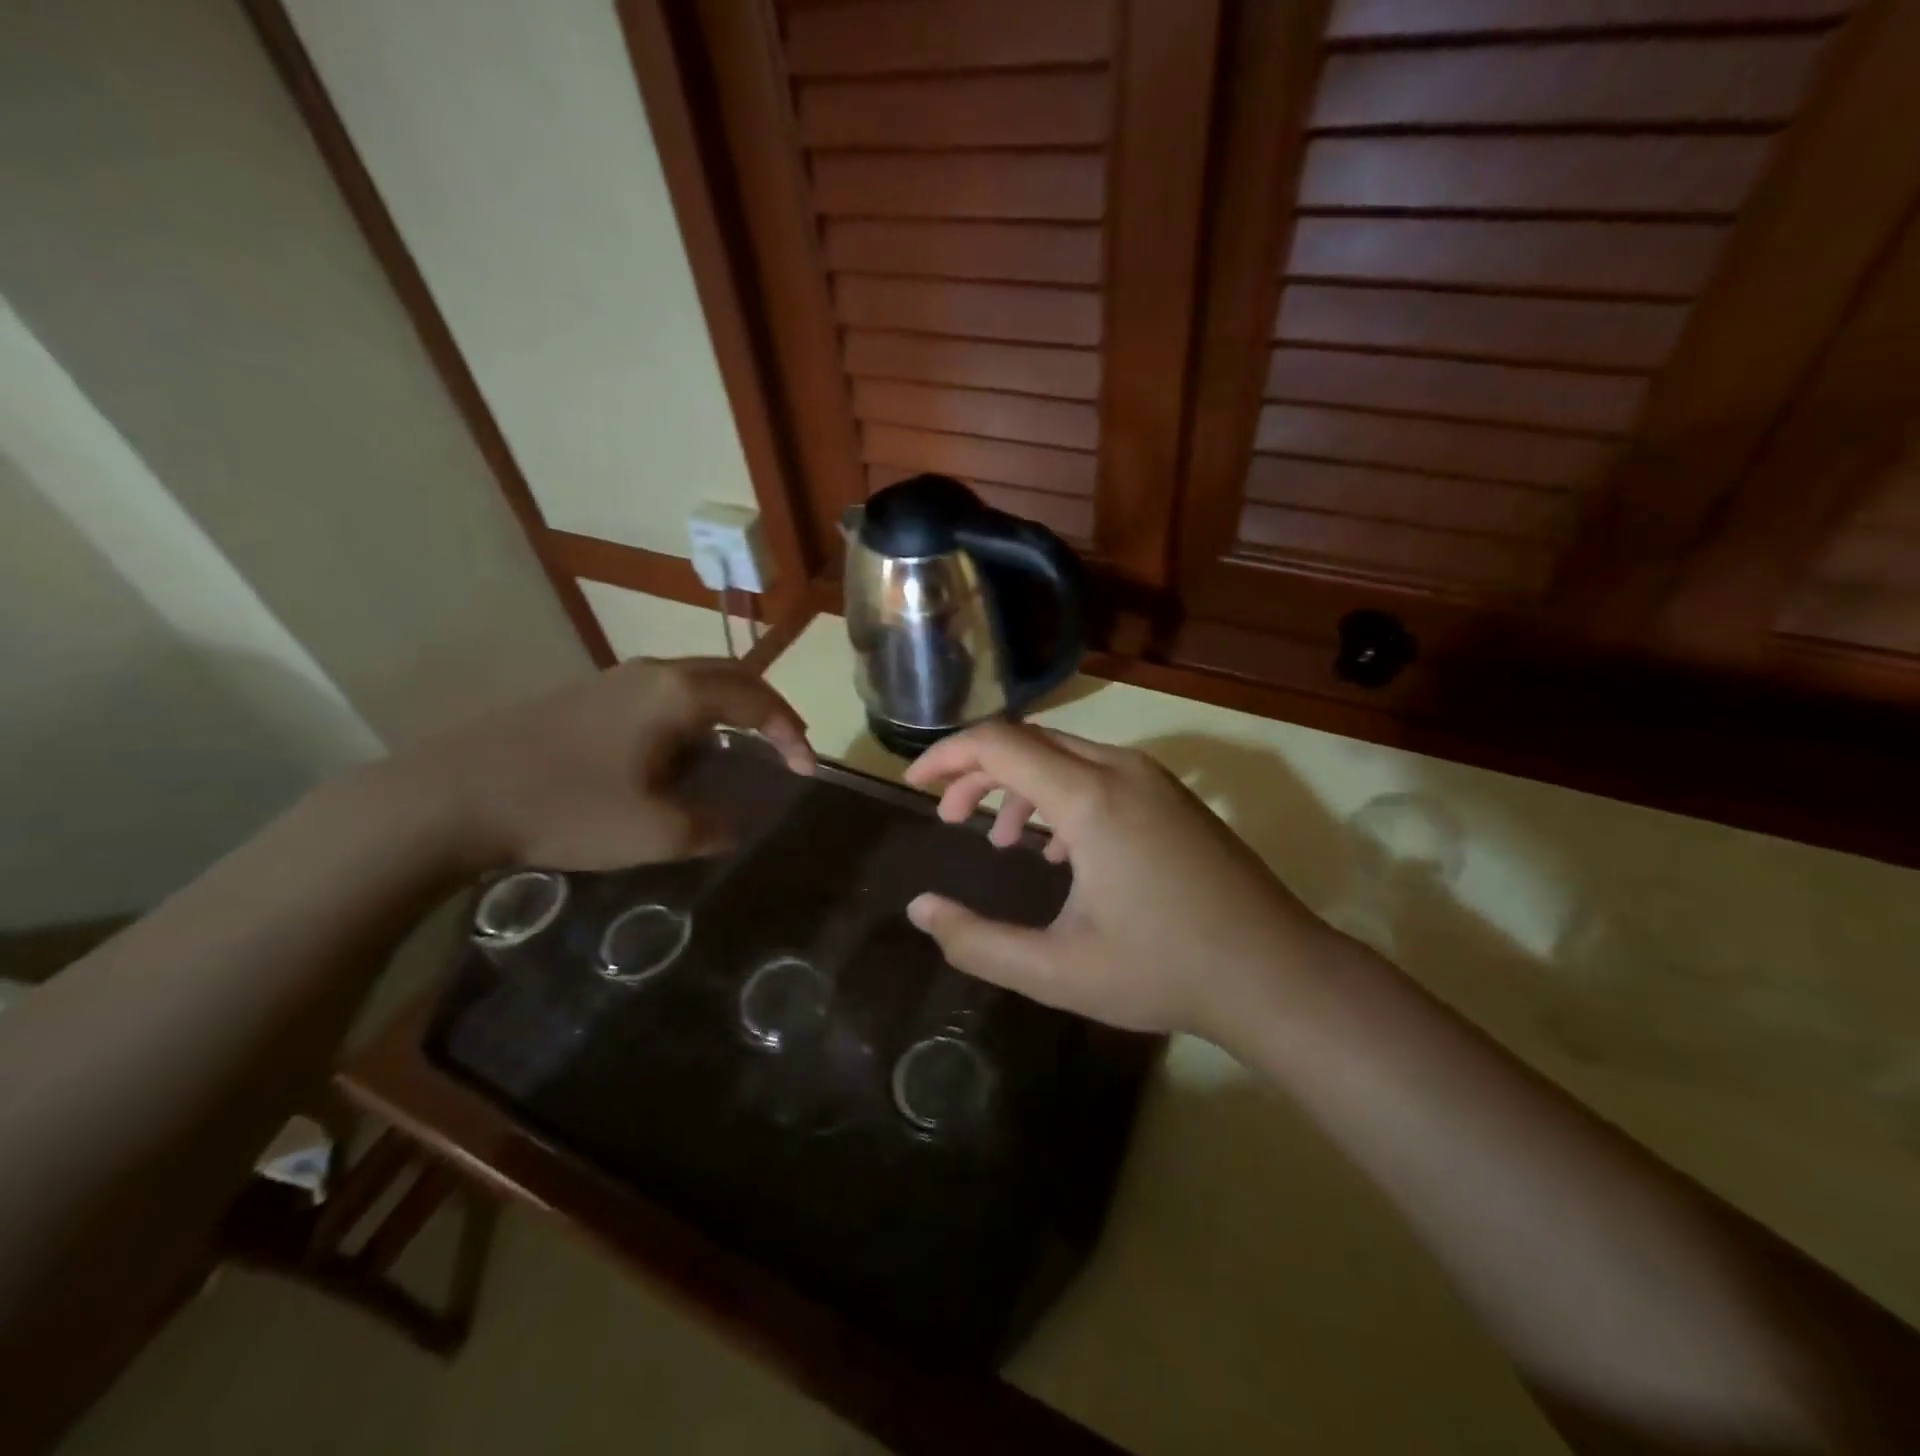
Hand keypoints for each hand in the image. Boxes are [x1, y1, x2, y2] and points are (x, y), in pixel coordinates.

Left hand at [388, 656, 812, 871]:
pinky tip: (683, 749)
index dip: (792, 735)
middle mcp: (654, 672)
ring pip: (697, 679)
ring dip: (732, 707)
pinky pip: (665, 691)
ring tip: (744, 747)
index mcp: (679, 695)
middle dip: (770, 709)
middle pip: (733, 674)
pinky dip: (697, 712)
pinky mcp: (589, 693)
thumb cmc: (567, 809)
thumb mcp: (655, 834)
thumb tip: (737, 825)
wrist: (453, 796)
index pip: (758, 702)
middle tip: (788, 746)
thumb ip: (712, 828)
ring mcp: (617, 678)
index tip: (807, 772)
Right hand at [903, 722, 1330, 1041]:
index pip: (999, 743)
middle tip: (949, 818)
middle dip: (977, 771)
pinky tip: (1058, 850)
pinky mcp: (1172, 796)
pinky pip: (1098, 772)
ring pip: (1065, 755)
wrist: (1275, 973)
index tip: (913, 784)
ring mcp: (1153, 779)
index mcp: (1090, 799)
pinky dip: (1060, 794)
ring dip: (1020, 785)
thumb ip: (977, 942)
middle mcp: (1121, 770)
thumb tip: (920, 908)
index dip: (947, 757)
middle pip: (1029, 741)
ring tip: (1001, 839)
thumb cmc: (1164, 971)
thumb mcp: (1056, 971)